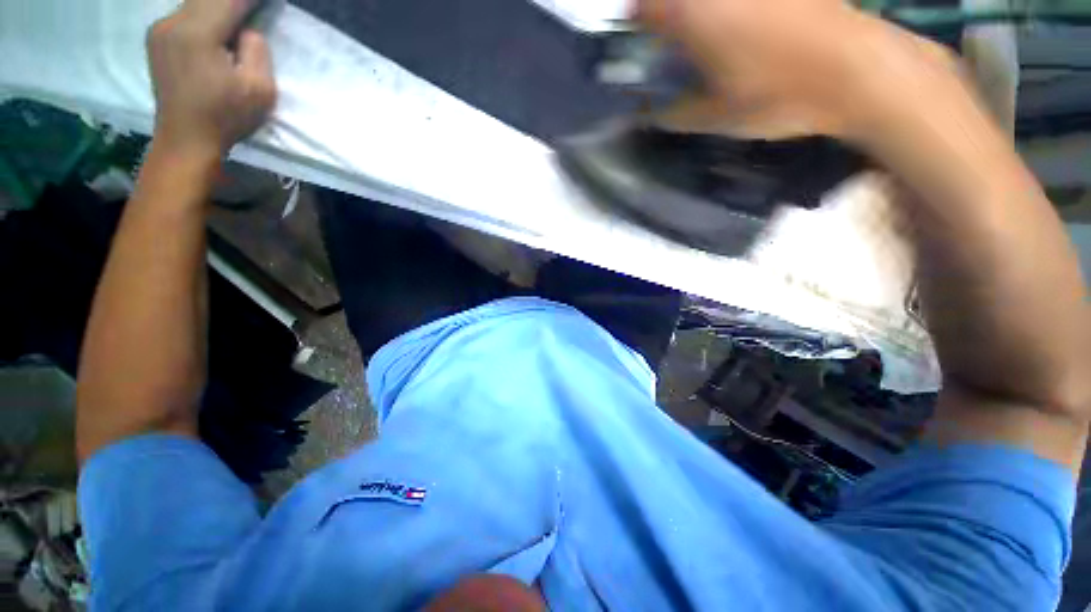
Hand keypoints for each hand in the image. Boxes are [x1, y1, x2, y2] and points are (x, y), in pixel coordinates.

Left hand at [147, 0, 276, 157]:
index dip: (250, 0)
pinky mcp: (157, 40)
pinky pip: (184, 14)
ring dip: (217, 6)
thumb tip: (247, 31)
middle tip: (252, 8)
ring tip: (237, 15)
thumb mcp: (260, 89)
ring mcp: (160, 30)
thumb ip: (256, 50)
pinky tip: (215, 25)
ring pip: (194, 3)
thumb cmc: (226, 117)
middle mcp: (172, 23)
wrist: (185, 140)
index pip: (229, 0)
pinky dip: (203, 13)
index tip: (265, 3)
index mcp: (197, 33)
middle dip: (232, 1)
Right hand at [639, 0, 964, 143]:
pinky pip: (737, 0)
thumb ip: (674, 113)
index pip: (642, 8)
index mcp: (691, 13)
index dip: (635, 25)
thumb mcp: (714, 116)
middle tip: (671, 40)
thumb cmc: (776, 95)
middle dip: (667, 14)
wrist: (855, 69)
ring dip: (700, 13)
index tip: (639, 43)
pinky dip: (729, 10)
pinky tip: (745, 26)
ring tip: (709, 38)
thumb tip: (652, 112)